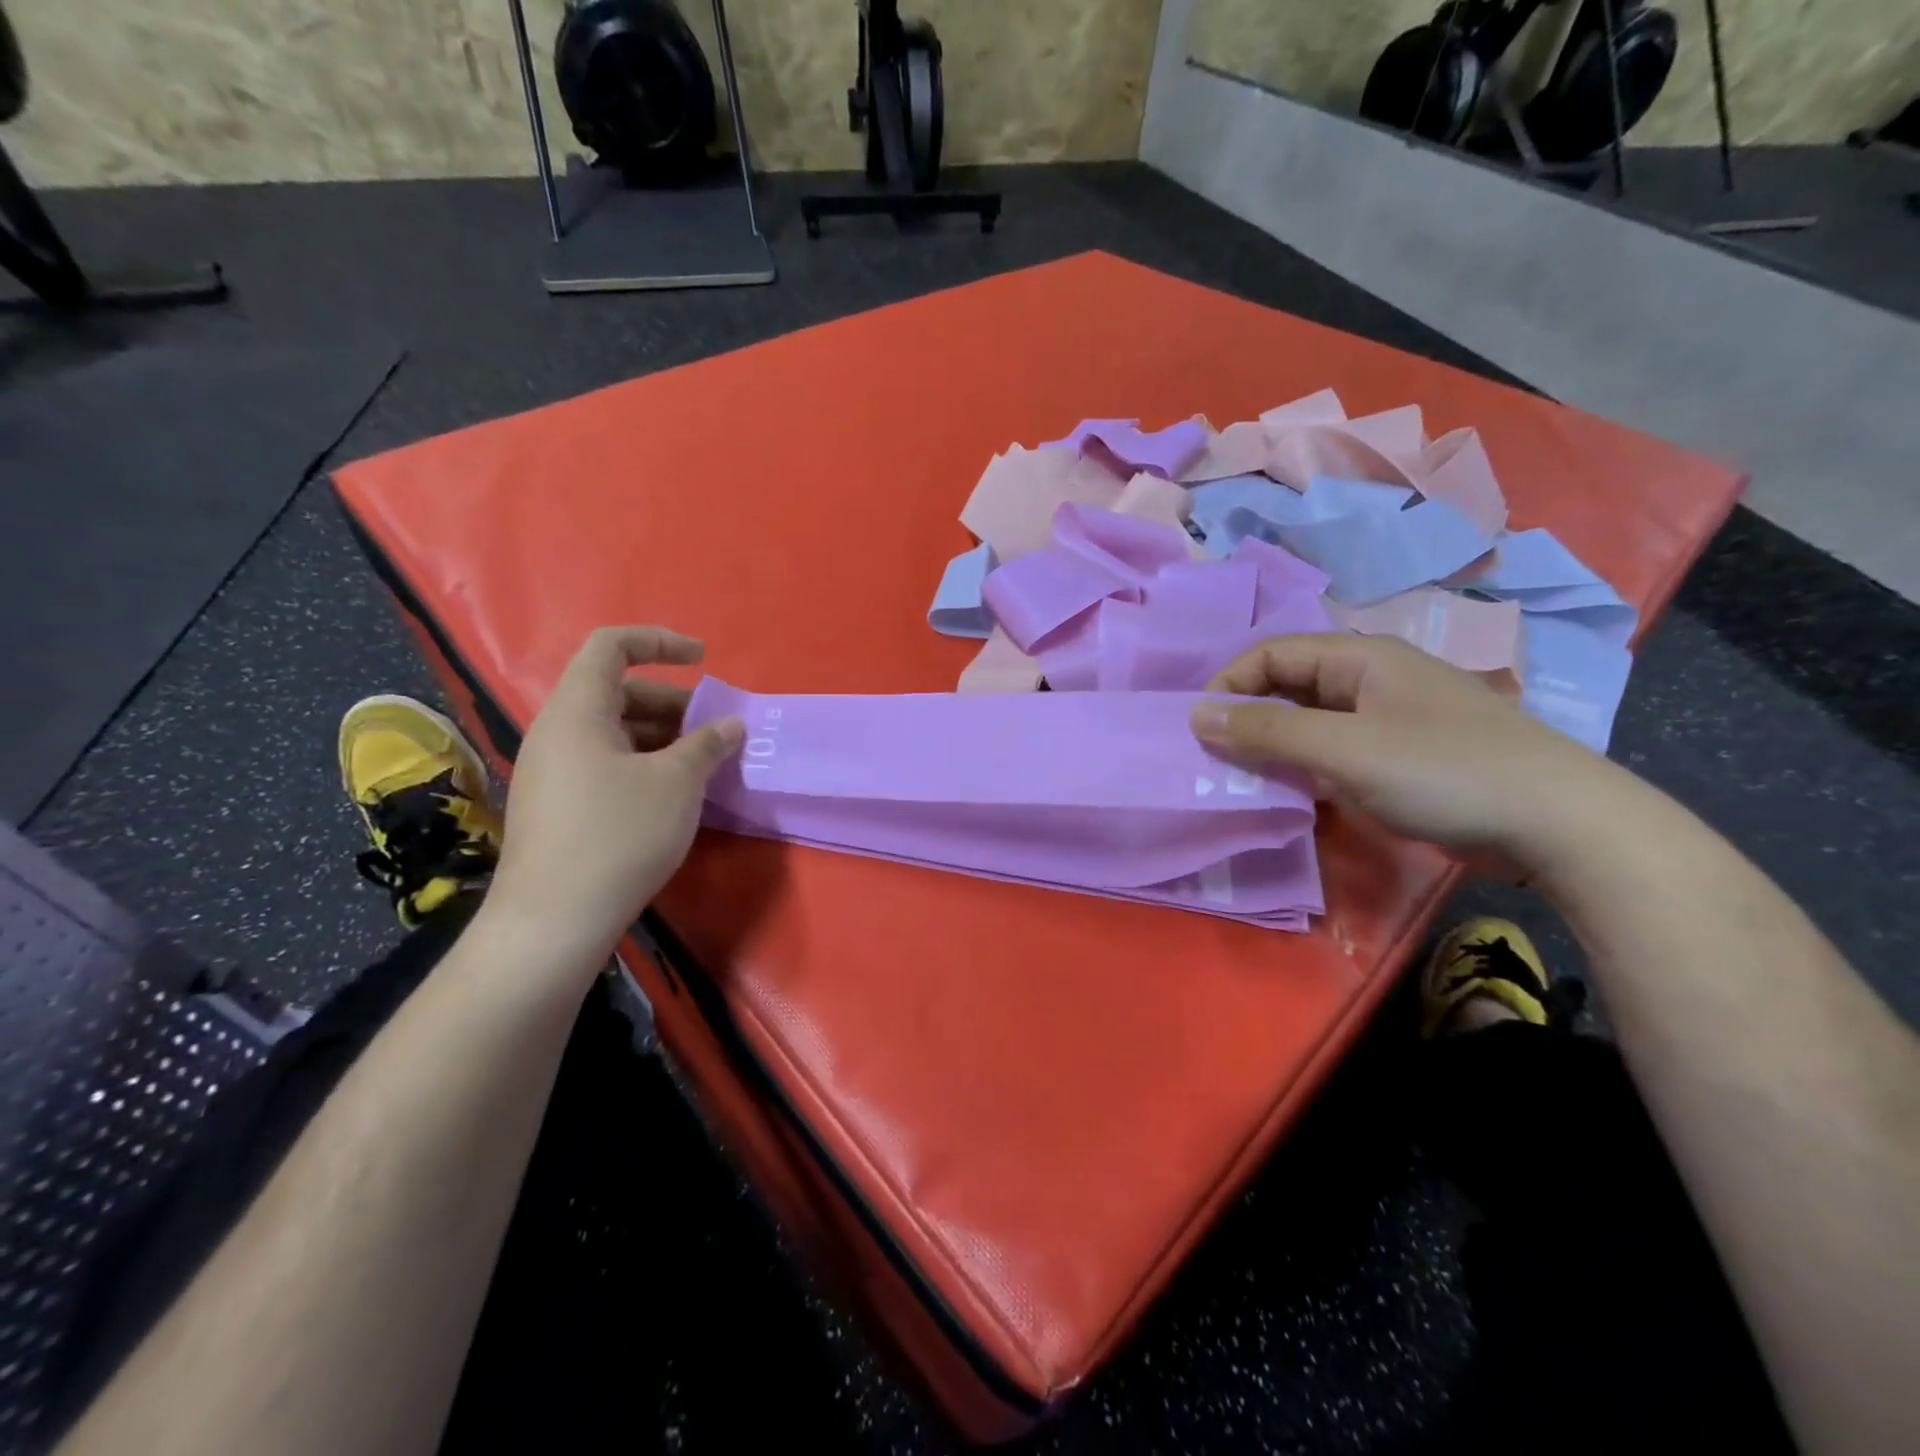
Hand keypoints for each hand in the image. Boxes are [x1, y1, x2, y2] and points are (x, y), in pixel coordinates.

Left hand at [488, 626, 741, 959]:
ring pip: (614, 732)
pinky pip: (605, 764)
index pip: (611, 646)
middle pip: (617, 692)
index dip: (659, 641)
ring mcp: (552, 771)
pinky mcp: (557, 806)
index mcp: (577, 711)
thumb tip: (731, 725)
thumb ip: (708, 744)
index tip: (703, 660)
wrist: (553, 922)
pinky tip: (673, 796)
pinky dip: (644, 764)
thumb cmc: (618, 836)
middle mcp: (557, 732)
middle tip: (715, 730)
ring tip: (703, 765)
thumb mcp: (677, 783)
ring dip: (662, 737)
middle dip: (672, 702)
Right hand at [1190, 633, 1624, 866]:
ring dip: (1275, 746)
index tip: (1200, 730)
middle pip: (1289, 685)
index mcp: (1361, 657)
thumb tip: (1196, 715)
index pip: (1271, 653)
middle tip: (1217, 760)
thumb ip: (1267, 731)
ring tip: (1246, 780)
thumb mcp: (1344, 750)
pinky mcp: (1404, 757)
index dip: (1229, 685)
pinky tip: (1295, 795)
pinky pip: (1336, 750)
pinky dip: (1307, 767)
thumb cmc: (1444, 772)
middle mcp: (1373, 678)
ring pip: (1311, 721)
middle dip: (1248, 717)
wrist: (1561, 825)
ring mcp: (1392, 718)